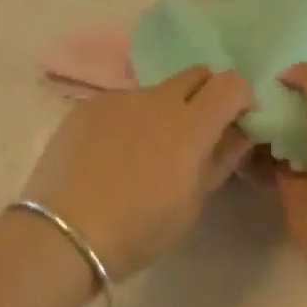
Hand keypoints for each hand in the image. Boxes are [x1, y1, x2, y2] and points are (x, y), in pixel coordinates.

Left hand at [24, 66, 253, 280]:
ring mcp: (119, 98)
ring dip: (164, 111)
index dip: (241, 98)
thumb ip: (219, 160)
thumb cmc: (139, 229)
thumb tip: (237, 134)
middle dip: (206, 94)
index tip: (238, 122)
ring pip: (155, 91)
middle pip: (196, 74)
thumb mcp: (192, 205)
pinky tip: (111, 154)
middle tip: (198, 131)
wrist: (65, 233)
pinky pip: (121, 104)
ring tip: (145, 151)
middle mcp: (157, 99)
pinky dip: (129, 120)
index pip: (231, 84)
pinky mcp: (88, 106)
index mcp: (191, 124)